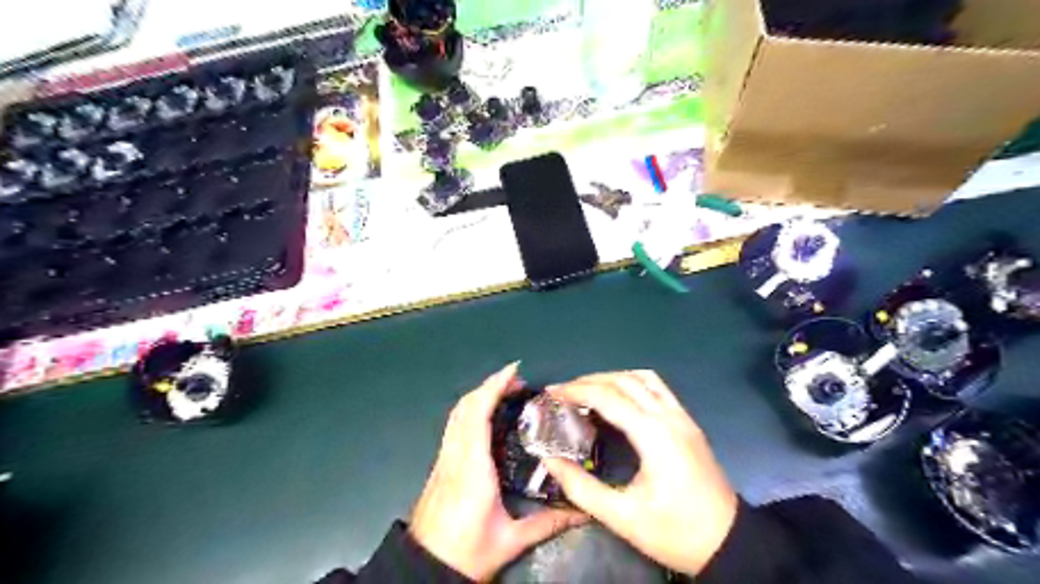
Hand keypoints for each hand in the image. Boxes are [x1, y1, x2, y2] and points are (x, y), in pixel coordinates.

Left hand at [409, 363, 588, 582]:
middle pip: (466, 406)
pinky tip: (487, 415)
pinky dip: (471, 408)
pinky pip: (455, 424)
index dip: (494, 386)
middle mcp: (455, 455)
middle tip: (519, 383)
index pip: (479, 414)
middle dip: (491, 385)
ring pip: (457, 413)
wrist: (425, 567)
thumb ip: (547, 523)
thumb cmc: (466, 552)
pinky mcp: (441, 464)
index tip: (514, 371)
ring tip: (506, 392)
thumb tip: (583, 512)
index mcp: (473, 467)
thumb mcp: (510, 540)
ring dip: (480, 395)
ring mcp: (445, 458)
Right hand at [539, 372, 734, 577]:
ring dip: (613, 377)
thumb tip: (549, 460)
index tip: (551, 392)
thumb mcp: (622, 517)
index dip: (576, 390)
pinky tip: (619, 397)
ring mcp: (683, 417)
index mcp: (654, 435)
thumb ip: (581, 487)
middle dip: (590, 380)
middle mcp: (670, 417)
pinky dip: (632, 383)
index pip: (609, 397)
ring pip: (644, 378)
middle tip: (564, 391)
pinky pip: (658, 388)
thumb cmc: (674, 532)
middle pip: (625, 380)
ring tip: (588, 389)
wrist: (728, 542)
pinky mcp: (688, 423)